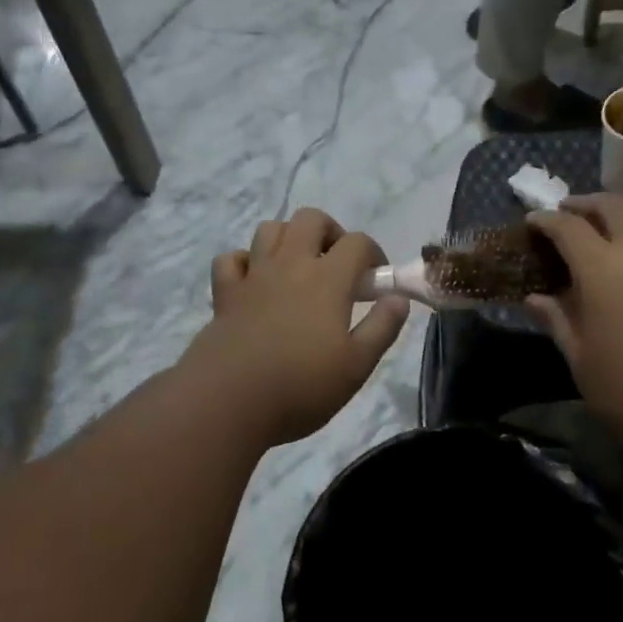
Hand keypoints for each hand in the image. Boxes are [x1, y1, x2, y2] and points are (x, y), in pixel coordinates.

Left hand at [184, 208, 409, 445]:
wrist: (229, 402)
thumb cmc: (301, 387)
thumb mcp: (357, 366)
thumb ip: (382, 328)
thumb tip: (397, 298)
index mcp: (327, 280)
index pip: (357, 243)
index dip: (373, 255)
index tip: (376, 283)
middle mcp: (290, 266)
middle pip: (310, 219)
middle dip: (331, 233)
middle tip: (338, 266)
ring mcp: (253, 277)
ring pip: (270, 229)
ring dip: (289, 239)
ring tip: (299, 269)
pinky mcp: (225, 294)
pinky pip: (232, 259)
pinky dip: (245, 262)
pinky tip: (256, 283)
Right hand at [526, 195, 622, 442]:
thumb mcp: (581, 358)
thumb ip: (558, 320)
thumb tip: (534, 298)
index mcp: (604, 268)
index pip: (568, 228)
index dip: (547, 221)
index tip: (534, 220)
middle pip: (614, 205)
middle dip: (587, 204)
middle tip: (570, 213)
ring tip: (613, 222)